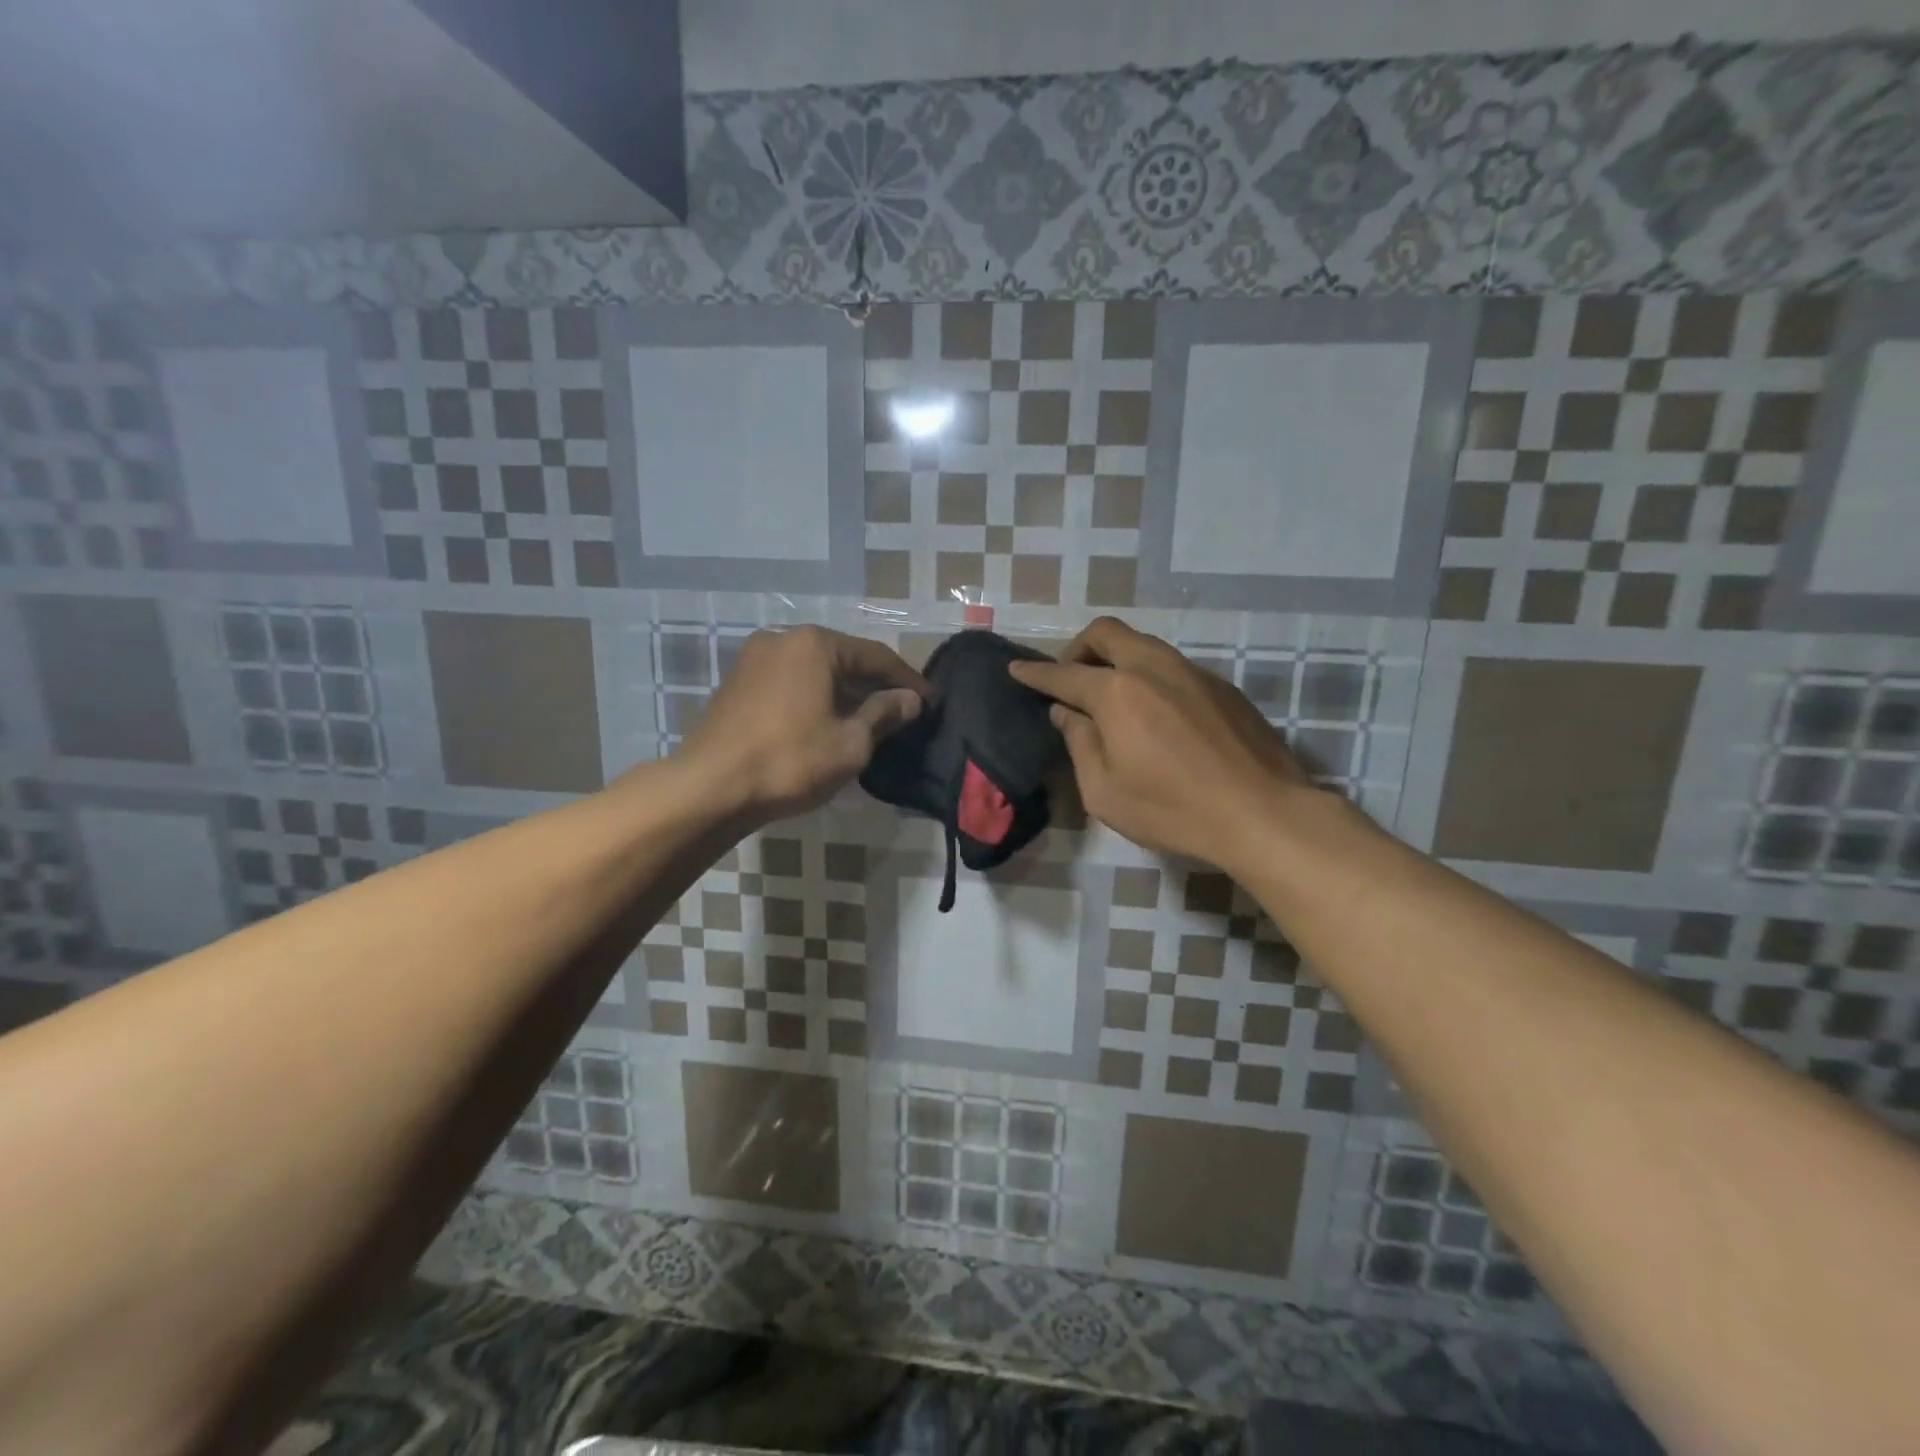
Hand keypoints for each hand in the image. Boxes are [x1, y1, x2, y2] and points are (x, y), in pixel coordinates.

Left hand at [677, 626, 928, 822]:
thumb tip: (910, 700)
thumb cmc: (790, 761)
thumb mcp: (851, 742)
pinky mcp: (738, 683)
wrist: (710, 788)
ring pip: (815, 671)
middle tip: (904, 711)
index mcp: (815, 644)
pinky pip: (791, 683)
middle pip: (844, 659)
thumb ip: (884, 714)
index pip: (876, 657)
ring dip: (845, 693)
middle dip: (875, 685)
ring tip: (871, 720)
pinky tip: (830, 722)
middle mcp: (784, 639)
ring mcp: (755, 659)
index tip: (931, 701)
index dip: (908, 681)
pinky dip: (816, 698)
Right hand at [1008, 617, 1312, 868]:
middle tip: (1070, 678)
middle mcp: (1153, 667)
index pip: (1064, 674)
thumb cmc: (1172, 808)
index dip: (1035, 673)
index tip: (1017, 670)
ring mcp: (1193, 672)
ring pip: (1143, 645)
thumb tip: (1067, 713)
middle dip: (1078, 648)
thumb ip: (1080, 744)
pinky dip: (1149, 676)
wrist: (1262, 813)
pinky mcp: (1223, 687)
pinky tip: (1156, 714)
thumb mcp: (1104, 791)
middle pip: (1106, 633)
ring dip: (1116, 659)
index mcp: (1117, 692)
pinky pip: (1172, 667)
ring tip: (1111, 696)